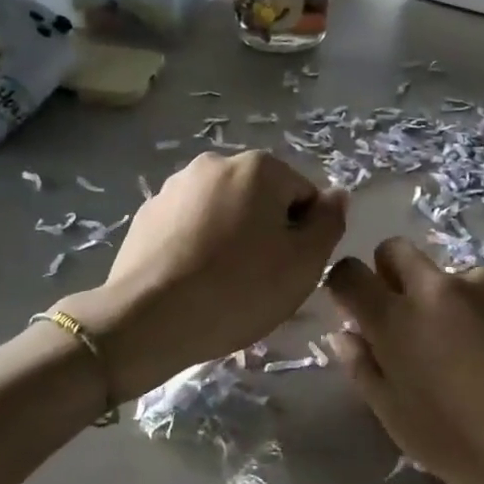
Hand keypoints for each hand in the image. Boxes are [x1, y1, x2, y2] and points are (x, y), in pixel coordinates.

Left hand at [57, 152, 345, 398]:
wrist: (147, 319)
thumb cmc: (238, 289)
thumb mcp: (304, 263)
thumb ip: (329, 222)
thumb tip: (337, 194)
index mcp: (258, 167)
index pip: (303, 196)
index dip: (305, 236)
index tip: (289, 270)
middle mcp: (215, 163)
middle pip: (262, 200)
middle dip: (267, 234)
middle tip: (260, 281)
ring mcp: (175, 186)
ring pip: (224, 212)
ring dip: (232, 239)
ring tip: (223, 285)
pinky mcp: (147, 214)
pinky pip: (190, 227)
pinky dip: (199, 246)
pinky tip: (193, 281)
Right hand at [325, 238, 483, 483]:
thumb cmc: (473, 447)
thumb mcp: (402, 424)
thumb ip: (366, 371)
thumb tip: (345, 336)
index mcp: (397, 321)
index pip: (349, 274)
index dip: (345, 287)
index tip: (356, 312)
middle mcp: (435, 287)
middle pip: (394, 250)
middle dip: (389, 274)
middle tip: (407, 319)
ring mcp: (483, 281)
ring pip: (445, 273)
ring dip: (443, 299)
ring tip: (474, 349)